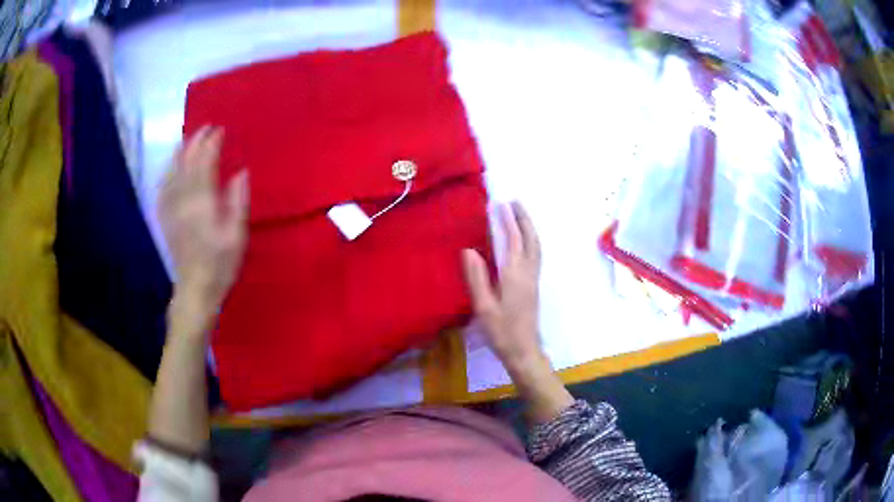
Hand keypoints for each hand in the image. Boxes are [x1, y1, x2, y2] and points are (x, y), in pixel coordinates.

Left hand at [158, 126, 248, 320]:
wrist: (195, 289)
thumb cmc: (220, 264)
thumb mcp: (237, 235)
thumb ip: (238, 201)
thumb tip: (240, 172)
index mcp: (201, 203)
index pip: (204, 163)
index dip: (211, 144)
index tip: (219, 130)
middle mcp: (182, 201)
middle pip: (185, 163)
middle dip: (195, 142)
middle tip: (206, 128)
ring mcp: (170, 209)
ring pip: (171, 172)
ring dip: (179, 152)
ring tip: (187, 140)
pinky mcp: (165, 218)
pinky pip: (163, 188)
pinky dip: (167, 172)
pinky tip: (170, 167)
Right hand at [463, 202, 572, 423]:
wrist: (524, 351)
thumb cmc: (501, 331)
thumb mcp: (483, 307)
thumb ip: (477, 278)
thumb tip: (469, 250)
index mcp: (514, 275)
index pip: (513, 240)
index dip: (508, 220)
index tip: (501, 203)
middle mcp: (528, 272)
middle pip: (530, 239)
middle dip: (523, 219)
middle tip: (515, 202)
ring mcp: (533, 279)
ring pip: (536, 246)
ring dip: (529, 228)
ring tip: (520, 215)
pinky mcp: (534, 286)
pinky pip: (535, 254)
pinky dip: (531, 240)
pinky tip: (524, 241)